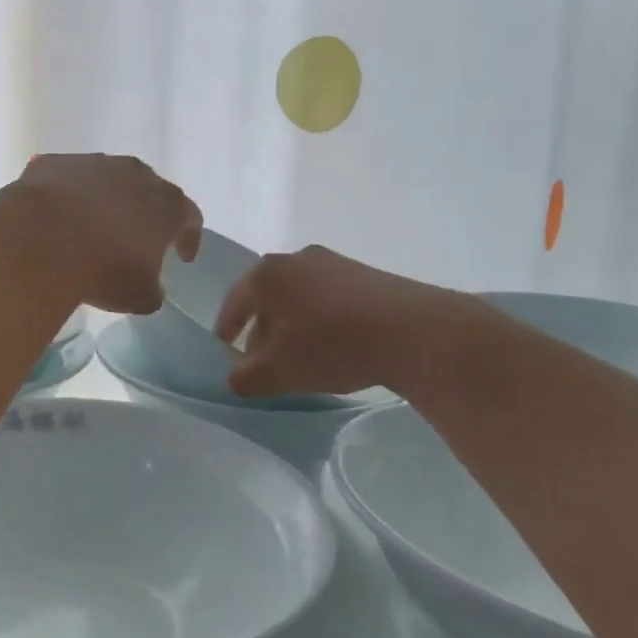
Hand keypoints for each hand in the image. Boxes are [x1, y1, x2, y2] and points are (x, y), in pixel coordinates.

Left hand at [13, 154, 202, 314]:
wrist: (40, 240)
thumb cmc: (103, 269)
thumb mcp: (139, 296)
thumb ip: (153, 290)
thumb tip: (150, 288)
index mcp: (167, 205)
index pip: (190, 217)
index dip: (189, 238)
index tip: (182, 257)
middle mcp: (136, 175)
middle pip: (150, 191)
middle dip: (147, 214)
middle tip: (138, 239)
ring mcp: (94, 163)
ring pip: (109, 180)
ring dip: (107, 201)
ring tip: (94, 227)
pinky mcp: (56, 163)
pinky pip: (69, 179)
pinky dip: (69, 195)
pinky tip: (58, 217)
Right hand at [214, 245, 468, 397]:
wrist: (412, 331)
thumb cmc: (329, 345)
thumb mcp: (277, 372)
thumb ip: (245, 377)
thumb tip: (236, 377)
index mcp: (266, 275)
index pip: (233, 304)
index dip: (226, 330)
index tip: (225, 350)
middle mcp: (296, 259)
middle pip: (267, 299)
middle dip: (261, 331)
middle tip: (263, 362)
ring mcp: (333, 263)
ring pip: (299, 298)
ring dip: (293, 326)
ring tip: (301, 359)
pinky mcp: (366, 274)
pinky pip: (329, 299)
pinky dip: (321, 321)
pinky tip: (334, 346)